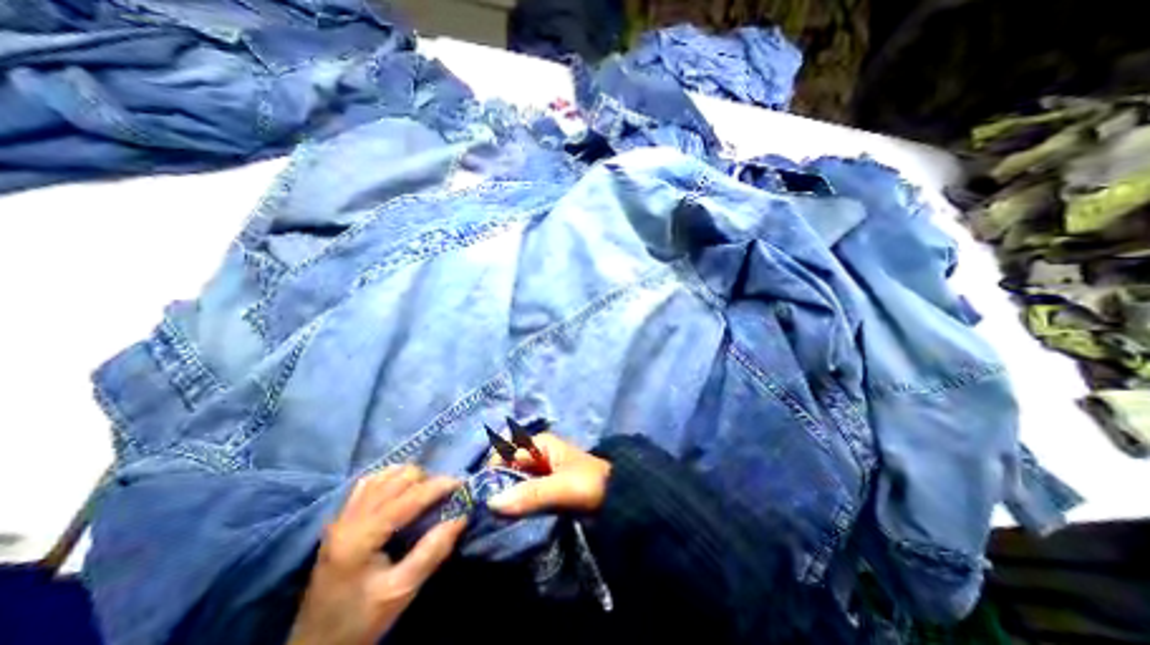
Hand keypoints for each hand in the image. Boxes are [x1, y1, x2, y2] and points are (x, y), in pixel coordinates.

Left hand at [291, 467, 463, 644]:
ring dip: (410, 477)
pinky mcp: (341, 517)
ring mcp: (343, 515)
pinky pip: (370, 482)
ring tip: (425, 492)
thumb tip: (461, 517)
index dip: (438, 485)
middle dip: (427, 480)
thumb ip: (431, 552)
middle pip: (398, 478)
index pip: (408, 497)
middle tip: (443, 495)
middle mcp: (350, 518)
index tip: (462, 483)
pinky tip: (401, 490)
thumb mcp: (400, 592)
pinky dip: (391, 477)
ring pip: (385, 474)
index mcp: (361, 537)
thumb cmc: (360, 620)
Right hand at [481, 431, 608, 515]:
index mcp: (539, 444)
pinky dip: (515, 505)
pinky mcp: (543, 488)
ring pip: (513, 483)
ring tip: (492, 521)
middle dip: (496, 488)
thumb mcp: (562, 487)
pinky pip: (523, 495)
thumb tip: (491, 503)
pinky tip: (507, 520)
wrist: (617, 498)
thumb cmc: (591, 484)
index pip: (504, 453)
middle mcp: (536, 454)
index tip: (480, 498)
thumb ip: (530, 494)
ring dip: (505, 499)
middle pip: (506, 468)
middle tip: (484, 514)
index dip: (490, 473)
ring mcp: (539, 472)